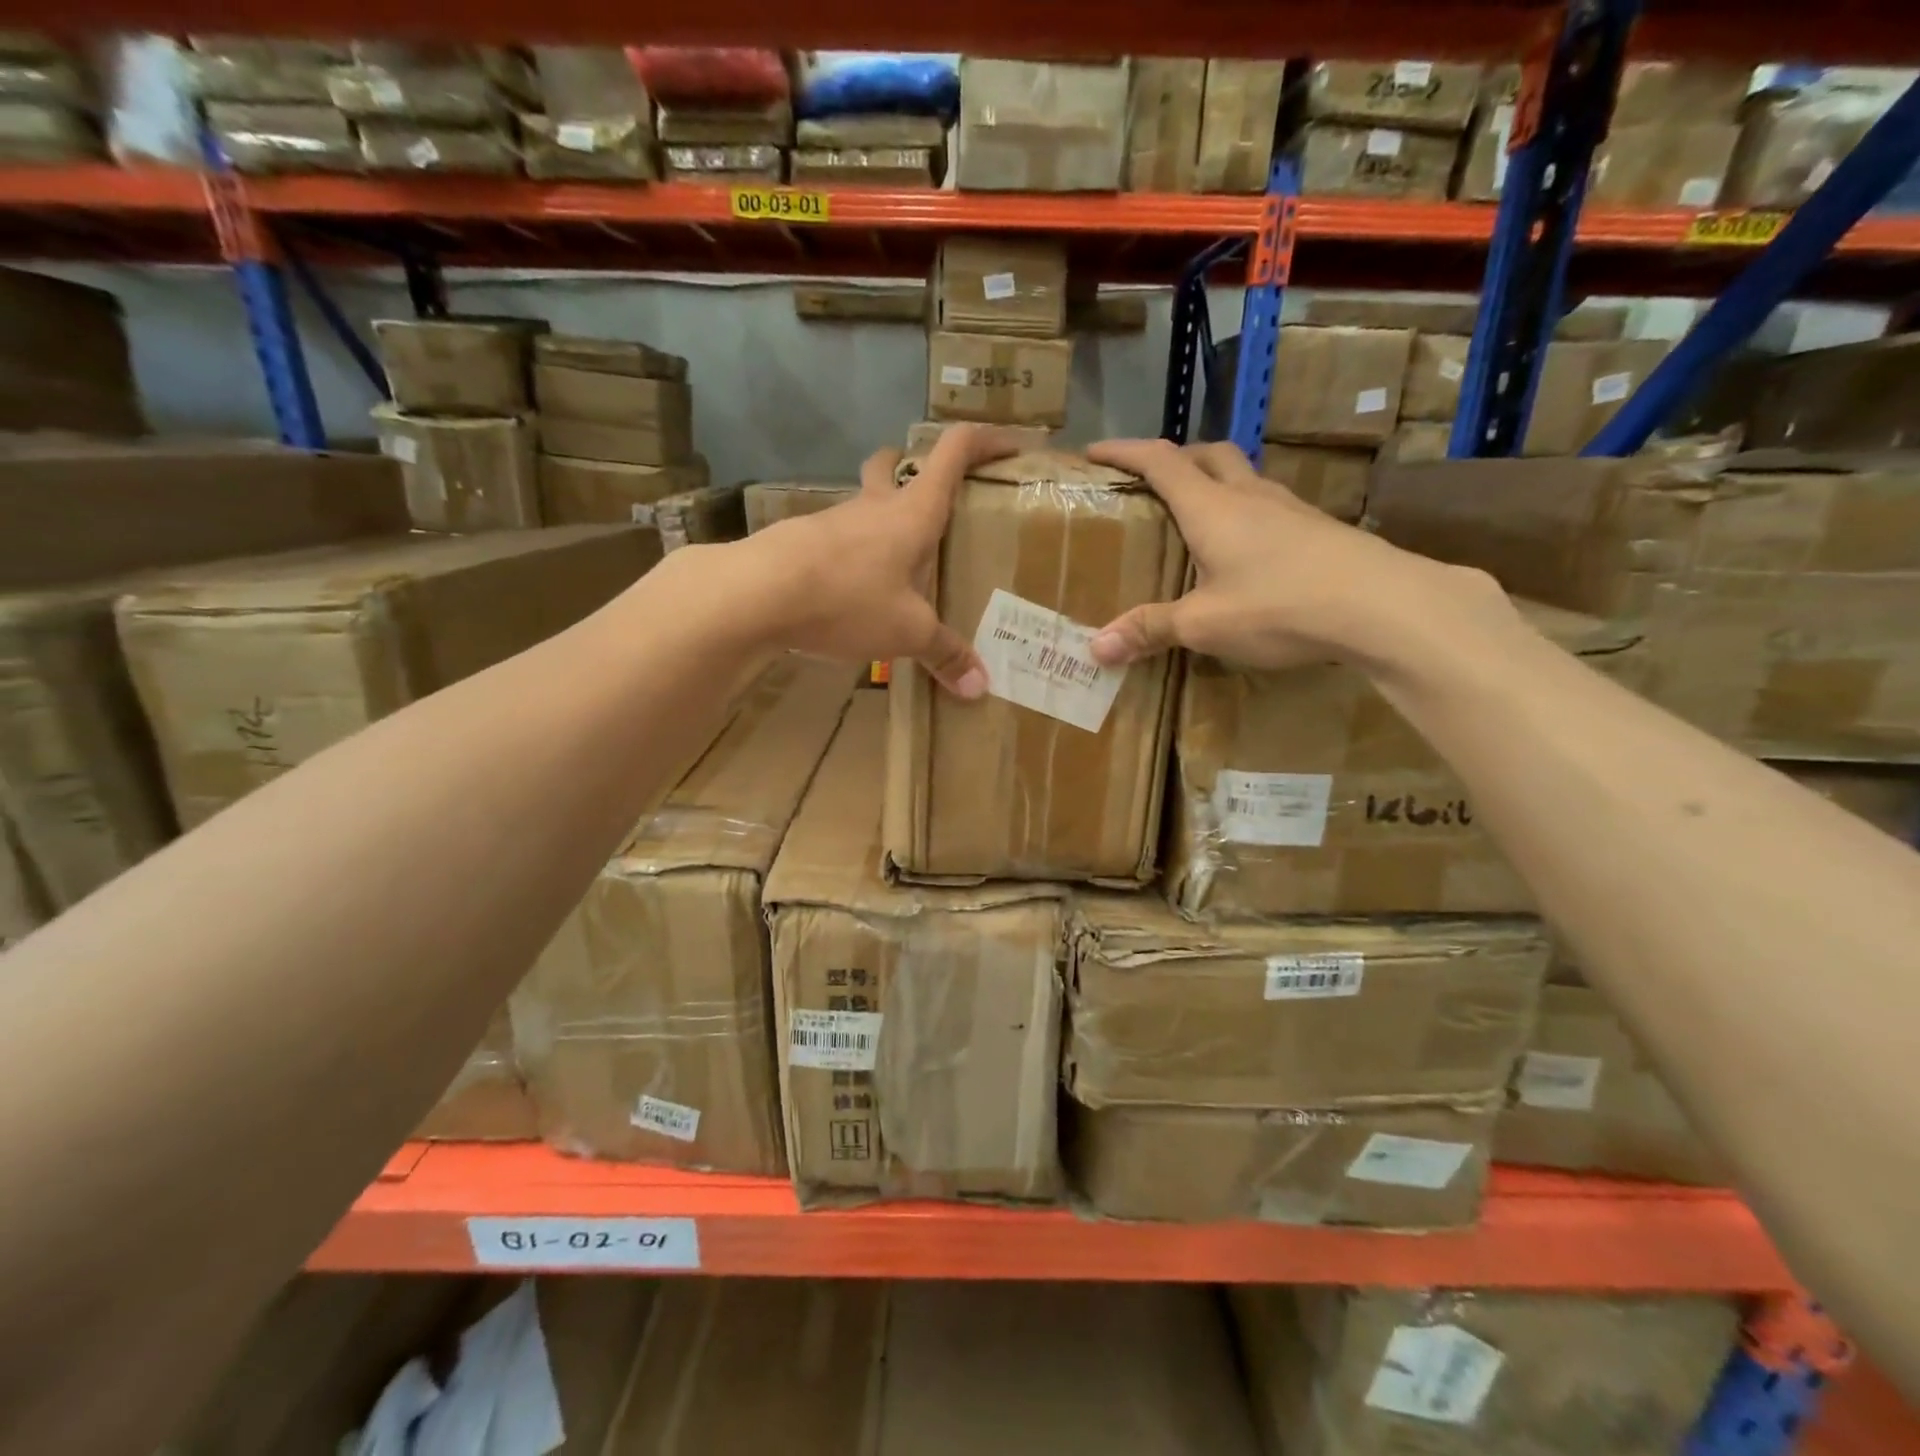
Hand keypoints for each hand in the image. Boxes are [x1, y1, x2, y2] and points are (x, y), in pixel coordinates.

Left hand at [733, 424, 1025, 695]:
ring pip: (863, 504)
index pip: (953, 452)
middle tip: (933, 499)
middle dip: (914, 470)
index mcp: (912, 512)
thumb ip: (944, 654)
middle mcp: (873, 506)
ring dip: (882, 519)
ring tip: (899, 564)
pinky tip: (856, 591)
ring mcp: (833, 521)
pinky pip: (838, 540)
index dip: (986, 441)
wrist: (757, 594)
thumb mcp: (907, 632)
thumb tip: (979, 687)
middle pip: (894, 466)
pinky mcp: (802, 543)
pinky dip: (855, 554)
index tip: (1011, 444)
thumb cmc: (848, 598)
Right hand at [1084, 440, 1507, 672]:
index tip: (1095, 451)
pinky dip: (1246, 514)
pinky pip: (1270, 508)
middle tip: (1152, 482)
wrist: (1382, 606)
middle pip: (1209, 455)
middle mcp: (1249, 496)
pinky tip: (1248, 551)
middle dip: (1175, 459)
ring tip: (1199, 516)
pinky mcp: (1319, 530)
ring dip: (1216, 483)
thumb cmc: (1278, 605)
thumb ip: (1151, 630)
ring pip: (1244, 478)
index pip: (1161, 462)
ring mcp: (1290, 510)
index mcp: (1211, 507)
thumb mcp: (1204, 624)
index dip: (1125, 452)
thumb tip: (1096, 649)